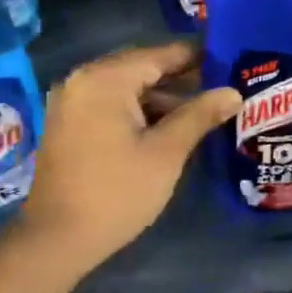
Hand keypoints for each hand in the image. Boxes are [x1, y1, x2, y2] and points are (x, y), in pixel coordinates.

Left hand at [19, 42, 240, 268]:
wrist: (58, 237)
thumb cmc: (117, 192)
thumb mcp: (166, 153)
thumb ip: (199, 116)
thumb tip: (234, 92)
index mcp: (104, 79)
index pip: (158, 55)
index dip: (195, 57)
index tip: (229, 60)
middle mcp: (82, 79)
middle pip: (139, 68)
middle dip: (179, 78)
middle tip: (220, 86)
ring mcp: (70, 101)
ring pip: (124, 87)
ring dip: (159, 97)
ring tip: (201, 111)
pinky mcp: (66, 123)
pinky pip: (107, 104)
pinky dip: (136, 110)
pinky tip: (166, 126)